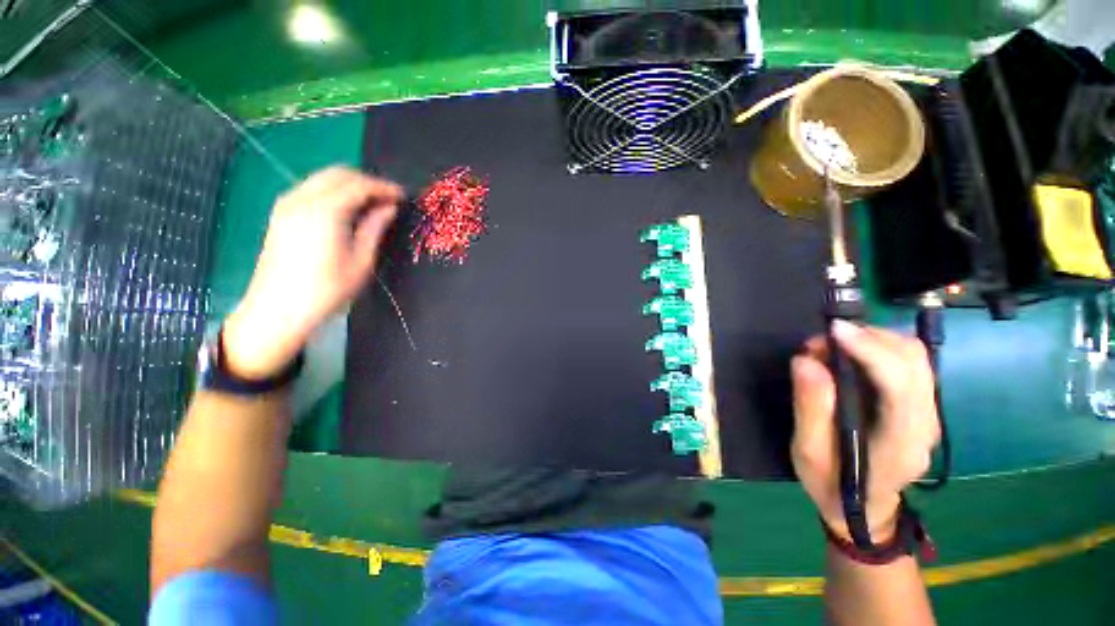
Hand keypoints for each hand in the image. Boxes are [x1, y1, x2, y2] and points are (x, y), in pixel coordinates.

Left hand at [223, 167, 401, 378]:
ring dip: (349, 184)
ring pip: (323, 178)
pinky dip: (333, 191)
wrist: (277, 310)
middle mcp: (302, 198)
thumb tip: (389, 208)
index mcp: (325, 210)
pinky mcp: (280, 213)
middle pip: (338, 174)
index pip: (359, 185)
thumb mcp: (361, 261)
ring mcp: (287, 204)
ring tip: (371, 204)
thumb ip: (375, 228)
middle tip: (389, 199)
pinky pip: (311, 188)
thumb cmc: (327, 289)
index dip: (384, 188)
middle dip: (367, 181)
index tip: (403, 196)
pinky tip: (346, 209)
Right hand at [791, 321, 940, 542]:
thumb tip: (807, 362)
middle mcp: (925, 424)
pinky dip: (879, 349)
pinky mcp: (921, 408)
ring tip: (833, 347)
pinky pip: (910, 365)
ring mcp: (929, 416)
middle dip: (868, 338)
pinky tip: (851, 357)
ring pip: (916, 358)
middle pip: (915, 361)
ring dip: (874, 340)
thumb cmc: (831, 485)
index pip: (900, 383)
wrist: (864, 511)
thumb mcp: (808, 452)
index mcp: (900, 442)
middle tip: (823, 342)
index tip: (833, 331)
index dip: (869, 350)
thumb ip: (810, 408)